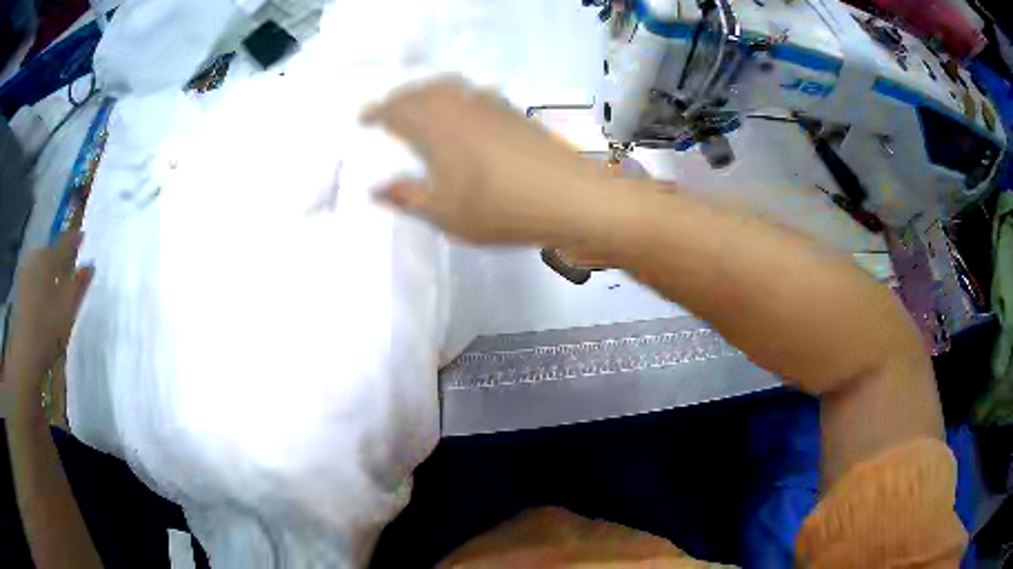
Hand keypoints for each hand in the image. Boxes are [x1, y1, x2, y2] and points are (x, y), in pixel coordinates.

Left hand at [5, 232, 92, 391]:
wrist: (24, 356)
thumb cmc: (47, 331)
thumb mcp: (67, 309)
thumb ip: (79, 284)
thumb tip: (90, 264)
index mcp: (47, 258)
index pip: (64, 242)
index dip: (75, 240)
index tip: (84, 236)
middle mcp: (35, 258)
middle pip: (51, 252)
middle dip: (61, 255)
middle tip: (71, 261)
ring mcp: (25, 274)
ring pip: (41, 264)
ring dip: (50, 268)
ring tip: (58, 278)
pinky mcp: (20, 290)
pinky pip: (34, 276)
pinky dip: (42, 279)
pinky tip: (45, 293)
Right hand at [363, 77, 600, 243]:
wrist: (571, 196)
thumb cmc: (501, 209)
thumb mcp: (445, 214)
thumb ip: (408, 197)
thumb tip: (376, 188)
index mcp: (435, 129)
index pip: (396, 111)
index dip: (377, 112)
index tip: (364, 117)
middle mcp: (459, 107)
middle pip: (421, 92)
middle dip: (400, 99)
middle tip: (388, 111)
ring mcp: (490, 105)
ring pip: (449, 87)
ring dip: (427, 93)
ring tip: (420, 106)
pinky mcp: (513, 112)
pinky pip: (473, 94)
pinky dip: (456, 97)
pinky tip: (463, 112)